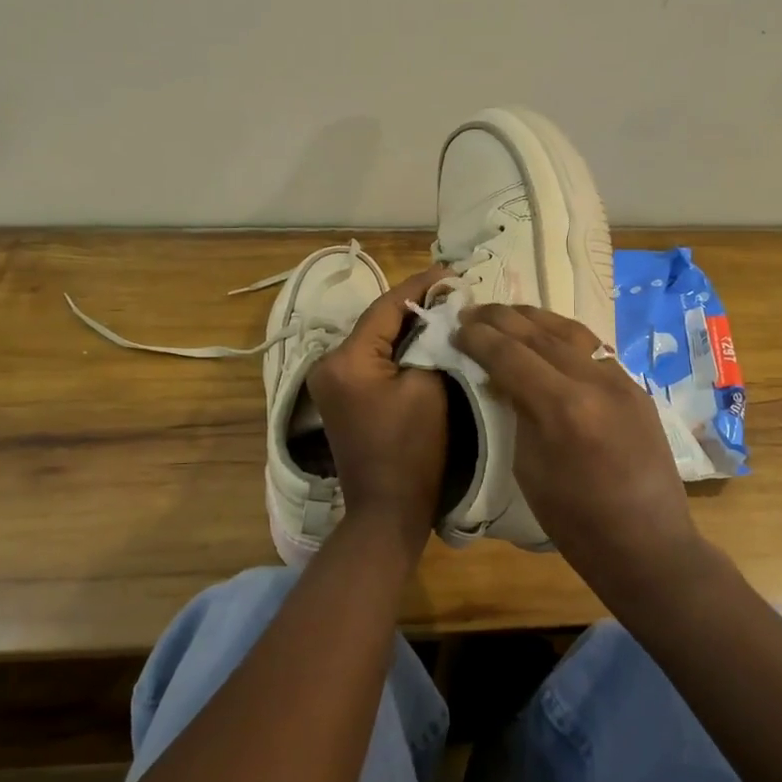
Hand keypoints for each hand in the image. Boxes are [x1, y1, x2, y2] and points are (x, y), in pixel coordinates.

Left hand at [306, 268, 450, 541]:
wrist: (387, 509)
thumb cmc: (413, 451)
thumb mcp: (430, 388)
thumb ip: (431, 341)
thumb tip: (440, 312)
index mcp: (346, 359)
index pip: (387, 307)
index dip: (422, 285)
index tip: (453, 272)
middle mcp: (328, 363)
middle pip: (377, 321)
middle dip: (416, 305)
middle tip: (454, 290)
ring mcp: (329, 382)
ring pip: (374, 339)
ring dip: (406, 326)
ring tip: (443, 309)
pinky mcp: (339, 396)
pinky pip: (370, 360)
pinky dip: (395, 349)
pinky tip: (422, 340)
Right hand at [454, 303, 700, 573]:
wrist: (646, 545)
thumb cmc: (575, 521)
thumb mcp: (528, 468)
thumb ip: (515, 413)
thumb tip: (500, 379)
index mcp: (562, 407)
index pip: (511, 355)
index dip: (479, 338)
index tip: (457, 327)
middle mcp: (595, 381)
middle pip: (540, 333)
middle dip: (502, 319)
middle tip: (472, 312)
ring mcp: (621, 381)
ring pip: (571, 331)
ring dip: (534, 318)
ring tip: (506, 314)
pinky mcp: (636, 388)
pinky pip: (593, 348)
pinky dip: (563, 335)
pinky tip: (546, 336)